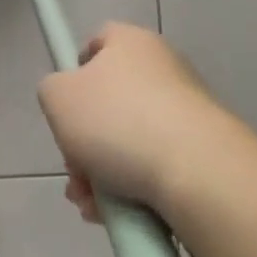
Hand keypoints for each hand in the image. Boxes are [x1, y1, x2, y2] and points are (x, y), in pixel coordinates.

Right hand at [36, 22, 246, 222]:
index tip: (66, 106)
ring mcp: (188, 111)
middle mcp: (164, 68)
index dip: (76, 71)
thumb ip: (52, 90)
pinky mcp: (204, 150)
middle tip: (74, 169)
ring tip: (92, 204)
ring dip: (103, 172)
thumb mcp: (57, 97)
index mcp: (131, 42)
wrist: (199, 173)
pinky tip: (119, 214)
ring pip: (130, 140)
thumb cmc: (118, 121)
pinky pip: (156, 165)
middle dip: (84, 140)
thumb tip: (68, 100)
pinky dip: (134, 187)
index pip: (98, 42)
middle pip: (110, 101)